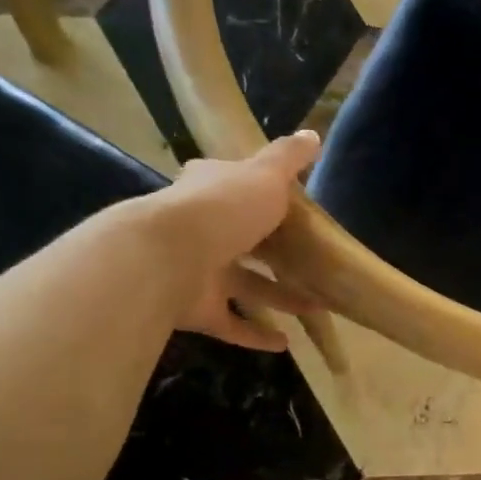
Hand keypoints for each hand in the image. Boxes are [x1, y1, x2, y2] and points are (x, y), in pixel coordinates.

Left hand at [147, 130, 322, 349]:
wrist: (165, 257)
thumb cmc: (221, 209)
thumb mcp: (265, 176)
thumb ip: (288, 158)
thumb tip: (313, 134)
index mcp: (209, 192)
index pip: (229, 185)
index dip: (251, 190)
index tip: (280, 202)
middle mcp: (199, 230)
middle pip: (242, 240)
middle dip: (274, 253)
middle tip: (309, 263)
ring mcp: (196, 272)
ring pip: (244, 286)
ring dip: (278, 297)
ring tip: (315, 306)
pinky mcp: (196, 310)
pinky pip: (231, 324)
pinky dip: (256, 335)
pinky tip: (285, 344)